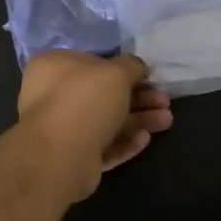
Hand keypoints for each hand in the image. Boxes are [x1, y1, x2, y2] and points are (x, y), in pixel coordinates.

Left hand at [16, 51, 172, 202]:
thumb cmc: (85, 100)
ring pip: (106, 121)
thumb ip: (132, 66)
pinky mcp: (72, 157)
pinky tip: (145, 139)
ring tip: (166, 121)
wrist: (60, 155)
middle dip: (139, 98)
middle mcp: (53, 96)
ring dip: (138, 120)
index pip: (93, 62)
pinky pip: (103, 146)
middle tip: (165, 102)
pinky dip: (124, 142)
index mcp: (54, 67)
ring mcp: (62, 129)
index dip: (124, 70)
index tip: (149, 77)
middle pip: (104, 94)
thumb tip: (138, 67)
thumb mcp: (116, 72)